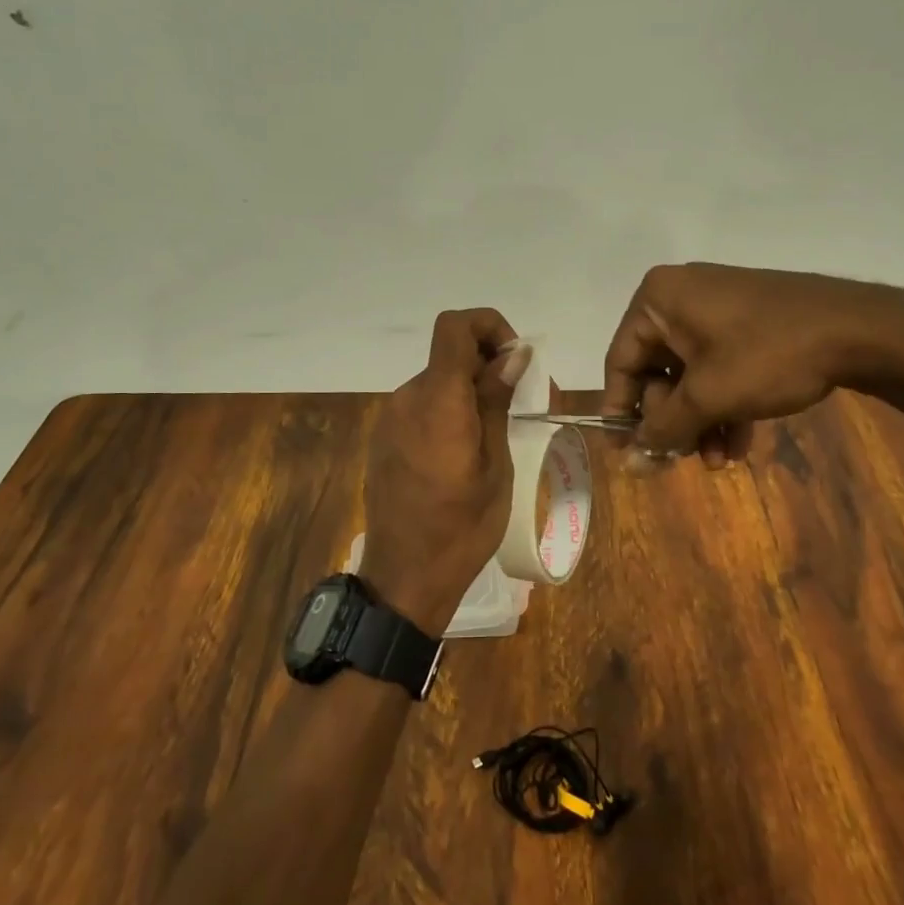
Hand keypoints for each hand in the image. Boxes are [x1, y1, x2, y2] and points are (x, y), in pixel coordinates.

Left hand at [362, 309, 527, 632]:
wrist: (404, 578)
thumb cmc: (463, 527)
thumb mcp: (495, 464)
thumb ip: (496, 401)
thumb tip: (514, 353)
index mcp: (437, 400)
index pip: (454, 326)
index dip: (489, 326)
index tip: (514, 360)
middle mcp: (407, 398)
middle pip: (448, 355)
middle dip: (487, 365)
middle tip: (519, 402)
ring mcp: (390, 418)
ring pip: (437, 381)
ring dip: (468, 390)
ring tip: (494, 433)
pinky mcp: (383, 438)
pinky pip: (421, 406)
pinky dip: (448, 410)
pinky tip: (462, 451)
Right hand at [602, 263, 903, 465]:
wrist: (860, 329)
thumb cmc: (768, 354)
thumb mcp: (709, 396)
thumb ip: (664, 428)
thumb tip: (630, 462)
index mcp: (658, 300)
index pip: (621, 360)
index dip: (621, 410)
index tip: (626, 451)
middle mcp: (680, 297)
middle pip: (657, 371)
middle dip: (673, 421)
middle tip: (682, 459)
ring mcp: (717, 309)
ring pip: (691, 375)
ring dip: (700, 421)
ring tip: (719, 462)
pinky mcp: (747, 322)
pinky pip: (719, 366)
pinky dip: (724, 404)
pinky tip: (740, 444)